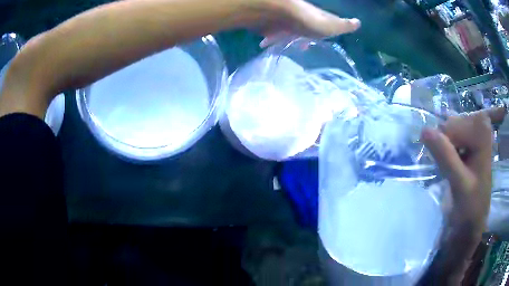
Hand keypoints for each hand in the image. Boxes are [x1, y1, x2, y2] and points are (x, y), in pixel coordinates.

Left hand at [252, 0, 359, 46]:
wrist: (278, 13)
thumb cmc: (307, 21)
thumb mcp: (331, 25)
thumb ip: (344, 25)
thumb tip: (358, 22)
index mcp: (315, 18)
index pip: (321, 23)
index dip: (324, 31)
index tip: (323, 39)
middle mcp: (300, 19)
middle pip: (303, 28)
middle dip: (303, 35)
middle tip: (303, 46)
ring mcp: (284, 22)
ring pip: (286, 31)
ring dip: (286, 38)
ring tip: (285, 47)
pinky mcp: (270, 26)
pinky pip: (270, 34)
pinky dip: (269, 40)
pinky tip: (264, 44)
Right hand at [421, 108, 501, 231]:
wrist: (473, 222)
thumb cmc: (470, 206)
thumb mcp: (459, 183)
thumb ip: (445, 156)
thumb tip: (423, 130)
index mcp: (482, 131)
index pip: (452, 126)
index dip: (444, 146)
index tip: (448, 168)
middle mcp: (479, 125)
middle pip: (450, 125)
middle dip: (444, 147)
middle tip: (450, 170)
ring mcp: (475, 132)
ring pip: (449, 131)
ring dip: (444, 150)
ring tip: (452, 169)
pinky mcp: (471, 140)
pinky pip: (452, 137)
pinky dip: (446, 150)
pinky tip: (452, 164)